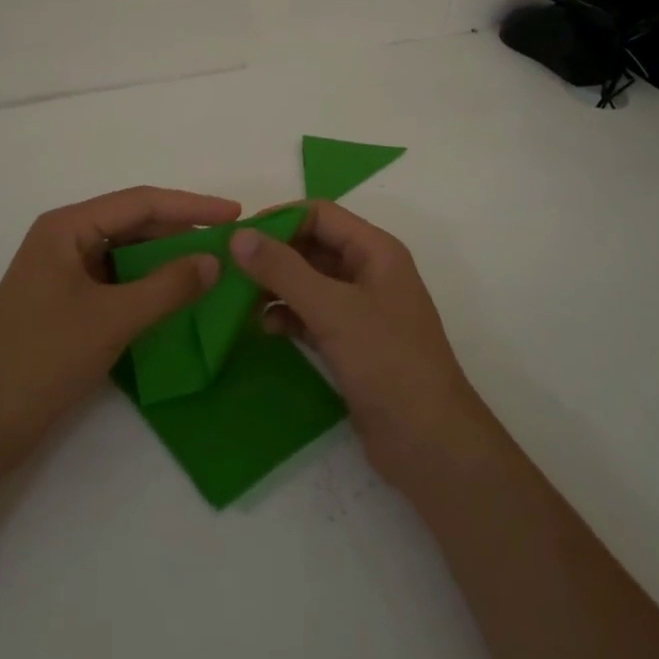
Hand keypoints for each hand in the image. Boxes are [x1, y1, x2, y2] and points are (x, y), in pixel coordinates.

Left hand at [0, 186, 237, 471]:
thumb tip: (215, 261)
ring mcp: (65, 272)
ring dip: (168, 259)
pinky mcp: (68, 302)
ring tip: (213, 266)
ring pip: (128, 253)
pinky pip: (118, 280)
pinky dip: (150, 284)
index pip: (140, 202)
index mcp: (66, 227)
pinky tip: (179, 295)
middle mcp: (65, 240)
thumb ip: (167, 286)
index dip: (191, 206)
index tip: (234, 214)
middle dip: (181, 231)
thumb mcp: (112, 319)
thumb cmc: (42, 359)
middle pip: (134, 223)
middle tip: (230, 243)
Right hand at [230, 201, 496, 491]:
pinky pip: (311, 315)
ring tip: (239, 301)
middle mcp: (369, 272)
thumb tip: (239, 235)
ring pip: (308, 283)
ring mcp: (361, 310)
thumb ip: (284, 270)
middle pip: (312, 246)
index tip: (237, 238)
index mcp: (375, 251)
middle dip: (272, 255)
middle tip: (228, 270)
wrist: (429, 443)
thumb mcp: (333, 310)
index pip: (320, 215)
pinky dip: (288, 316)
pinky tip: (266, 329)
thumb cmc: (387, 363)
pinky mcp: (352, 343)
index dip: (279, 220)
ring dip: (276, 287)